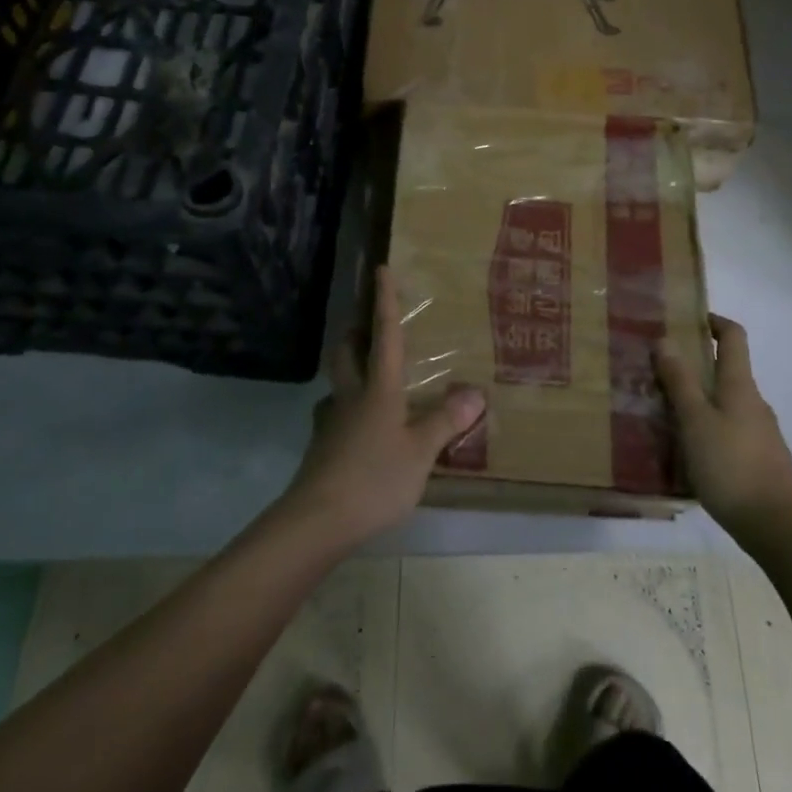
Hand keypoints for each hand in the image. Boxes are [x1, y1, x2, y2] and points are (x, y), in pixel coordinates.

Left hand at [278, 266, 485, 548]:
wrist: (316, 522)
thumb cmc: (375, 479)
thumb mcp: (421, 452)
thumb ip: (446, 421)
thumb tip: (474, 392)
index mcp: (379, 389)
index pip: (384, 334)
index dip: (384, 301)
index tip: (380, 269)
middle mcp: (351, 397)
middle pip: (346, 353)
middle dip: (355, 333)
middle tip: (367, 327)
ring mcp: (331, 422)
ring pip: (337, 384)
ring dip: (349, 372)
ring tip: (370, 380)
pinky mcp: (321, 449)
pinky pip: (335, 417)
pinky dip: (348, 412)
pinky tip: (361, 430)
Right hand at [656, 315, 791, 549]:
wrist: (779, 528)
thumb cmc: (732, 466)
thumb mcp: (696, 422)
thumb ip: (680, 382)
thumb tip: (666, 340)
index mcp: (739, 386)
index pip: (734, 337)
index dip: (715, 322)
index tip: (689, 319)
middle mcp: (754, 403)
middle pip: (727, 371)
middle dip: (696, 366)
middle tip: (660, 372)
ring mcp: (761, 434)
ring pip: (726, 404)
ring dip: (700, 400)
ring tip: (666, 413)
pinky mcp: (760, 461)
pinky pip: (729, 431)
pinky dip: (708, 428)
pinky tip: (689, 451)